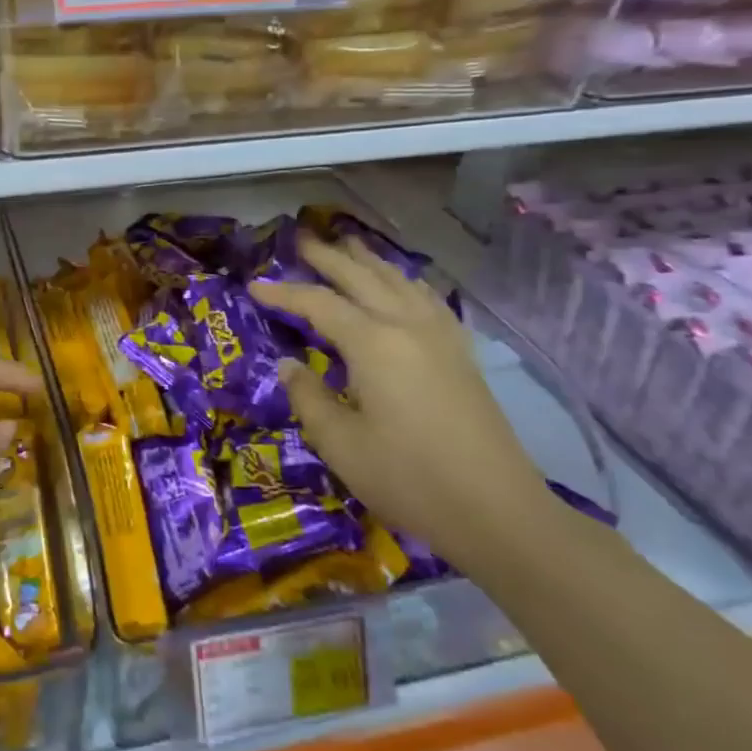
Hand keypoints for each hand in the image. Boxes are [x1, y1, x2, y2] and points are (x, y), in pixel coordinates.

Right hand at [250, 236, 554, 571]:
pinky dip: (405, 281)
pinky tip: (401, 284)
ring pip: (399, 280)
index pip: (318, 304)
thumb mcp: (340, 444)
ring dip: (368, 260)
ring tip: (347, 245)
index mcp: (373, 343)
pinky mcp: (461, 353)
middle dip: (328, 257)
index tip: (253, 285)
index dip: (283, 293)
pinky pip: (427, 298)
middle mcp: (407, 325)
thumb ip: (308, 398)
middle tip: (301, 239)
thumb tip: (290, 365)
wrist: (498, 512)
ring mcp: (440, 336)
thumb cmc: (409, 479)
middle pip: (361, 277)